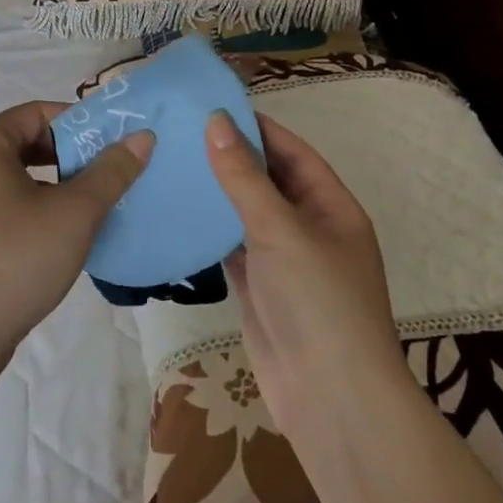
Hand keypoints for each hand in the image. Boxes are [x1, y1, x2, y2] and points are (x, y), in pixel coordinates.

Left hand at [0, 102, 152, 410]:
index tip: (113, 144)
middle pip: (25, 142)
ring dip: (54, 184)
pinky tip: (59, 234)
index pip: (37, 113)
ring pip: (15, 176)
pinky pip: (1, 203)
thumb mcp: (74, 214)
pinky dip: (32, 206)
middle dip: (69, 155)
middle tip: (108, 175)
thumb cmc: (16, 260)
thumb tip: (142, 136)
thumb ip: (110, 172)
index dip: (79, 123)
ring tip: (91, 205)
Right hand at [205, 110, 405, 436]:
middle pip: (268, 180)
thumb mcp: (280, 229)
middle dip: (231, 157)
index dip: (257, 127)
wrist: (328, 397)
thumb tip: (216, 122)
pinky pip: (231, 247)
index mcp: (332, 207)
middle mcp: (310, 228)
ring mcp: (283, 261)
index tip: (213, 106)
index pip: (292, 152)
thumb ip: (244, 177)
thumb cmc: (317, 301)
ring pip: (245, 214)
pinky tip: (177, 211)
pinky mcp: (259, 288)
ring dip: (215, 193)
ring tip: (171, 163)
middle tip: (179, 131)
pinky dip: (208, 230)